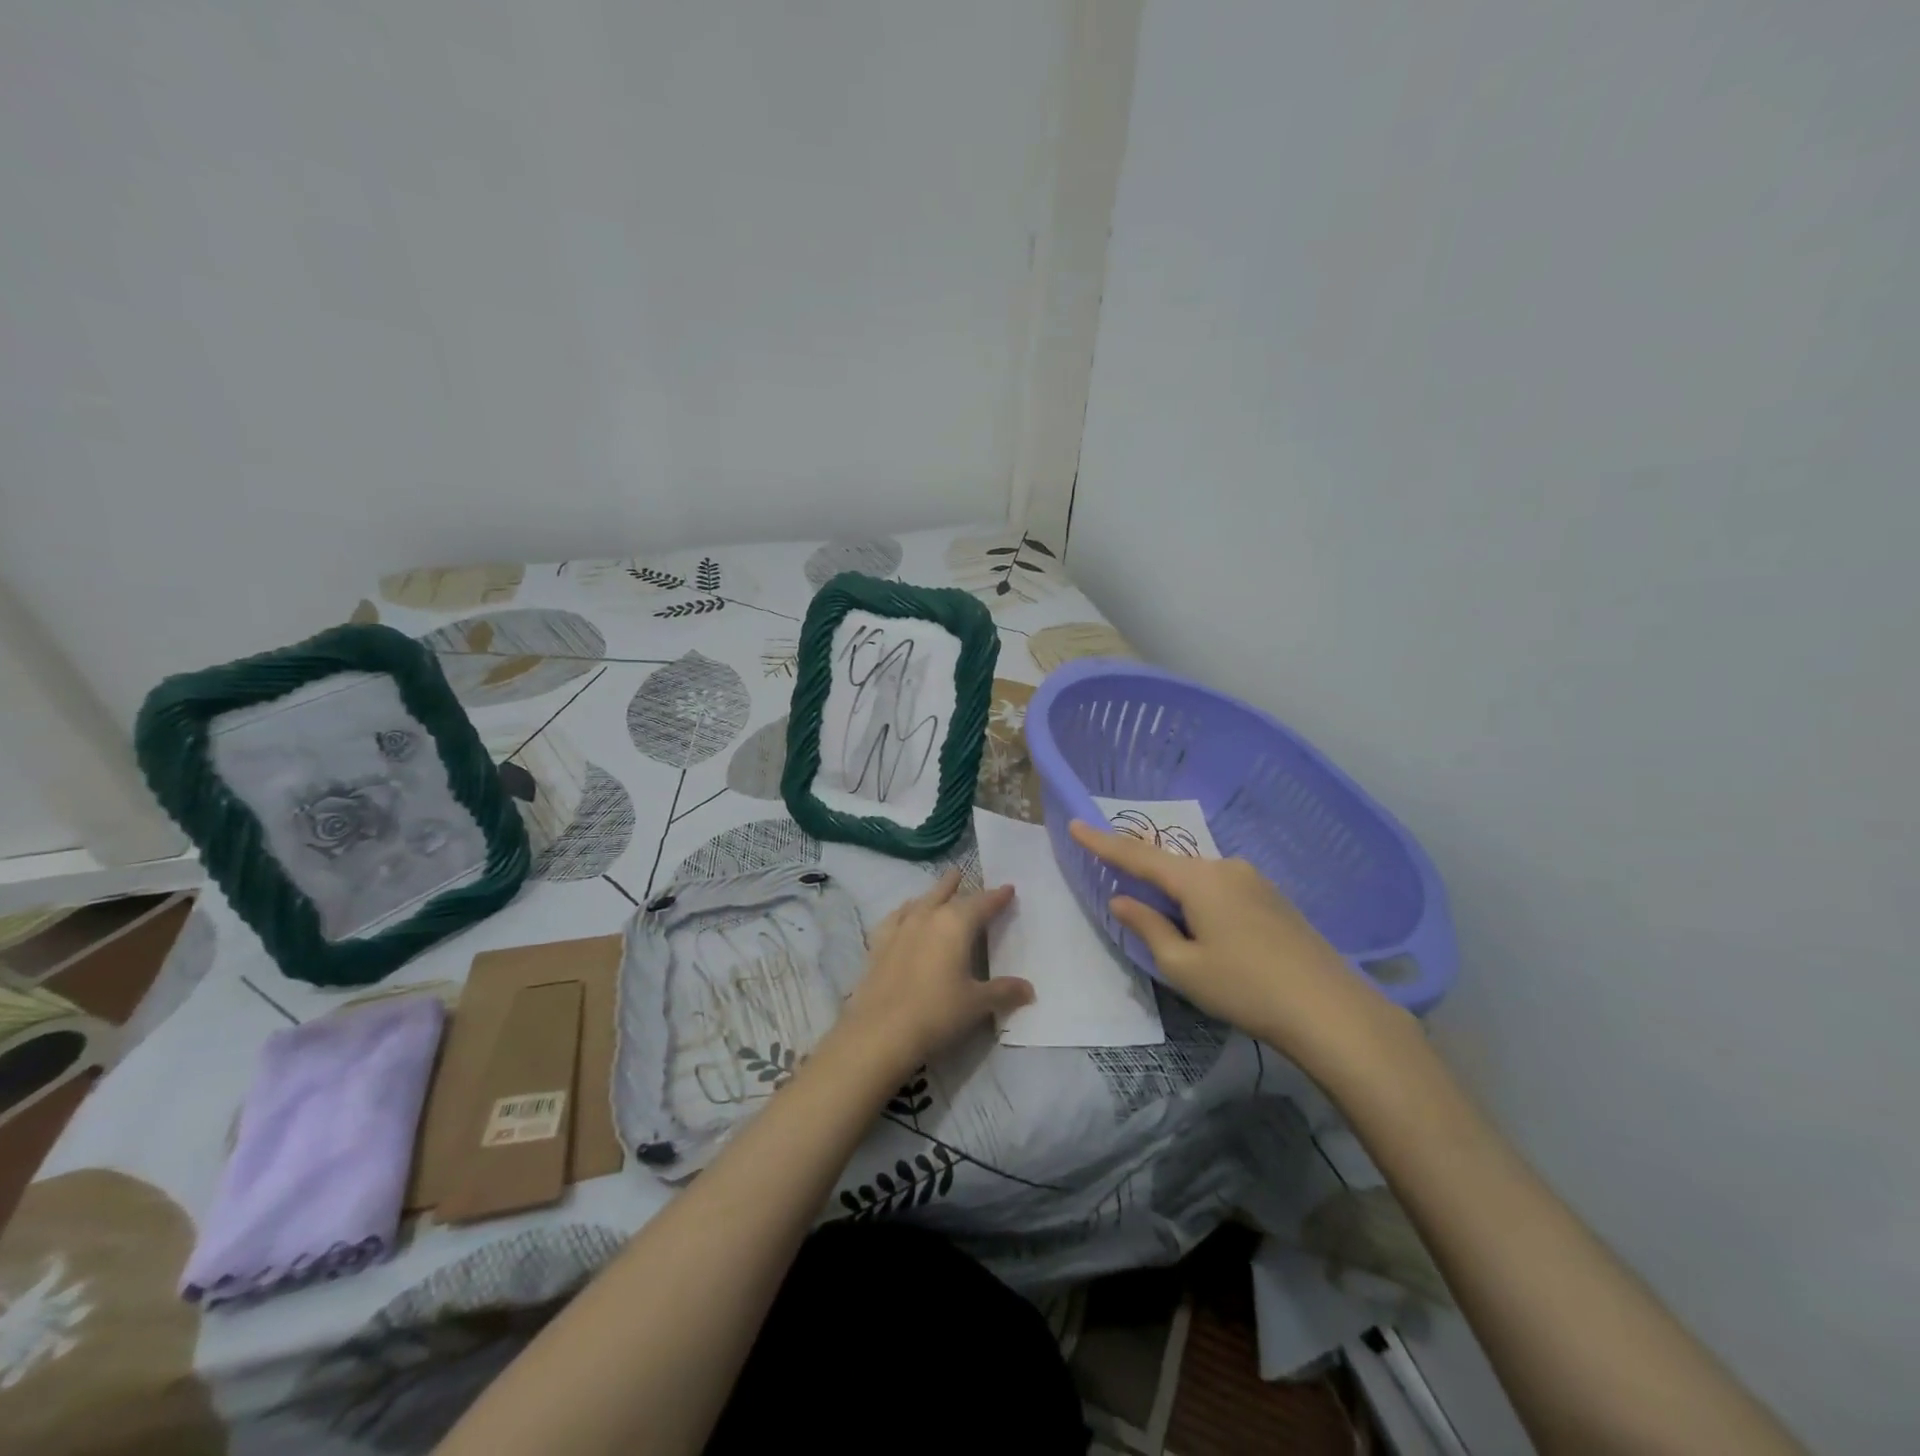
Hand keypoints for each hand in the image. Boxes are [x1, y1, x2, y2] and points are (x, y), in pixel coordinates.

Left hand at [836, 869, 1031, 1077]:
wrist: (880, 1031)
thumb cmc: (937, 1012)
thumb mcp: (977, 1004)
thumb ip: (1004, 991)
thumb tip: (1030, 990)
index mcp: (956, 924)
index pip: (982, 903)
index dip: (997, 896)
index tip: (1008, 889)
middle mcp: (927, 917)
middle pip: (946, 894)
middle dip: (958, 885)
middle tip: (963, 874)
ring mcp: (900, 928)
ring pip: (920, 901)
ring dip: (932, 894)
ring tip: (939, 889)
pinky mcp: (878, 944)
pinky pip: (895, 918)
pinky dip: (905, 911)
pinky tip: (904, 914)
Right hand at [1069, 821, 1414, 1080]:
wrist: (1330, 1009)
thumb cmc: (1245, 987)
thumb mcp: (1183, 966)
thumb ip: (1148, 927)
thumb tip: (1123, 900)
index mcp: (1197, 879)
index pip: (1138, 856)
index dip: (1103, 842)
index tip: (1076, 823)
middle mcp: (1225, 867)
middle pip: (1171, 866)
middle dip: (1146, 877)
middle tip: (1126, 896)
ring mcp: (1254, 880)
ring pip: (1199, 880)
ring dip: (1179, 897)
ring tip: (1177, 935)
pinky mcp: (1273, 898)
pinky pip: (1223, 889)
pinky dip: (1203, 903)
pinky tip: (1212, 935)